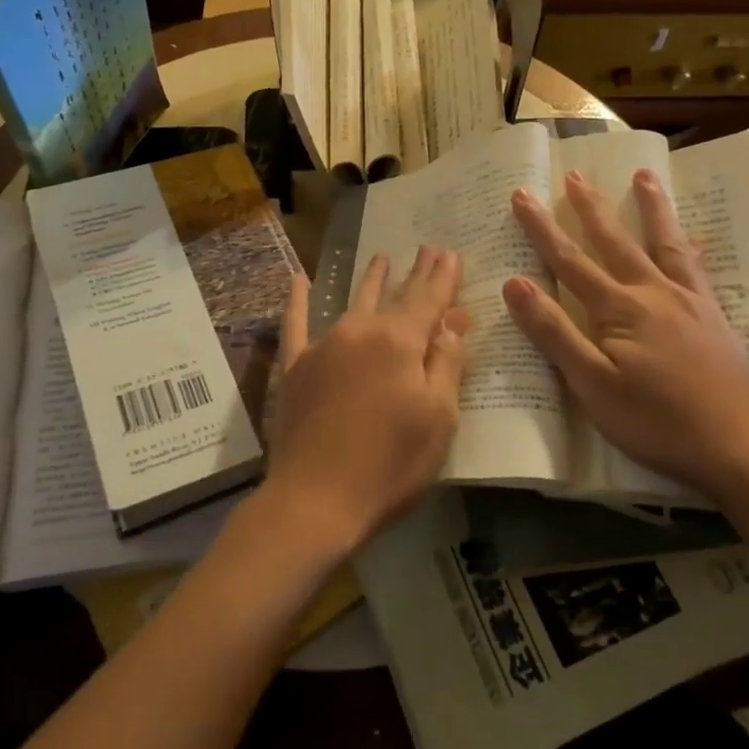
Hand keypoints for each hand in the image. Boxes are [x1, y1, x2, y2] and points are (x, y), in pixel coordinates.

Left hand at [259, 247, 472, 561]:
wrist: (316, 499)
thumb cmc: (390, 464)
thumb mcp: (438, 418)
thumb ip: (447, 363)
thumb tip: (453, 320)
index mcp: (400, 341)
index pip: (428, 298)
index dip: (442, 276)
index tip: (450, 251)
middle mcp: (360, 331)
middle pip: (393, 295)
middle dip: (413, 273)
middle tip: (427, 249)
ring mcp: (323, 346)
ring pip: (351, 302)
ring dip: (370, 279)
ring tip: (381, 258)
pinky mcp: (295, 367)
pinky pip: (296, 323)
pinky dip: (298, 299)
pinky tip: (299, 278)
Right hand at [501, 169, 748, 499]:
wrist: (739, 446)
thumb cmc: (656, 420)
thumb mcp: (592, 384)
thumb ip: (554, 332)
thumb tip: (514, 283)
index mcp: (619, 308)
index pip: (569, 260)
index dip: (542, 228)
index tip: (522, 195)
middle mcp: (653, 292)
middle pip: (615, 241)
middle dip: (590, 207)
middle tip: (574, 174)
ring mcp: (688, 301)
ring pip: (663, 243)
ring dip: (650, 207)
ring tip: (643, 175)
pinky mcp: (712, 317)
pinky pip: (698, 270)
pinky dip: (691, 247)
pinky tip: (693, 238)